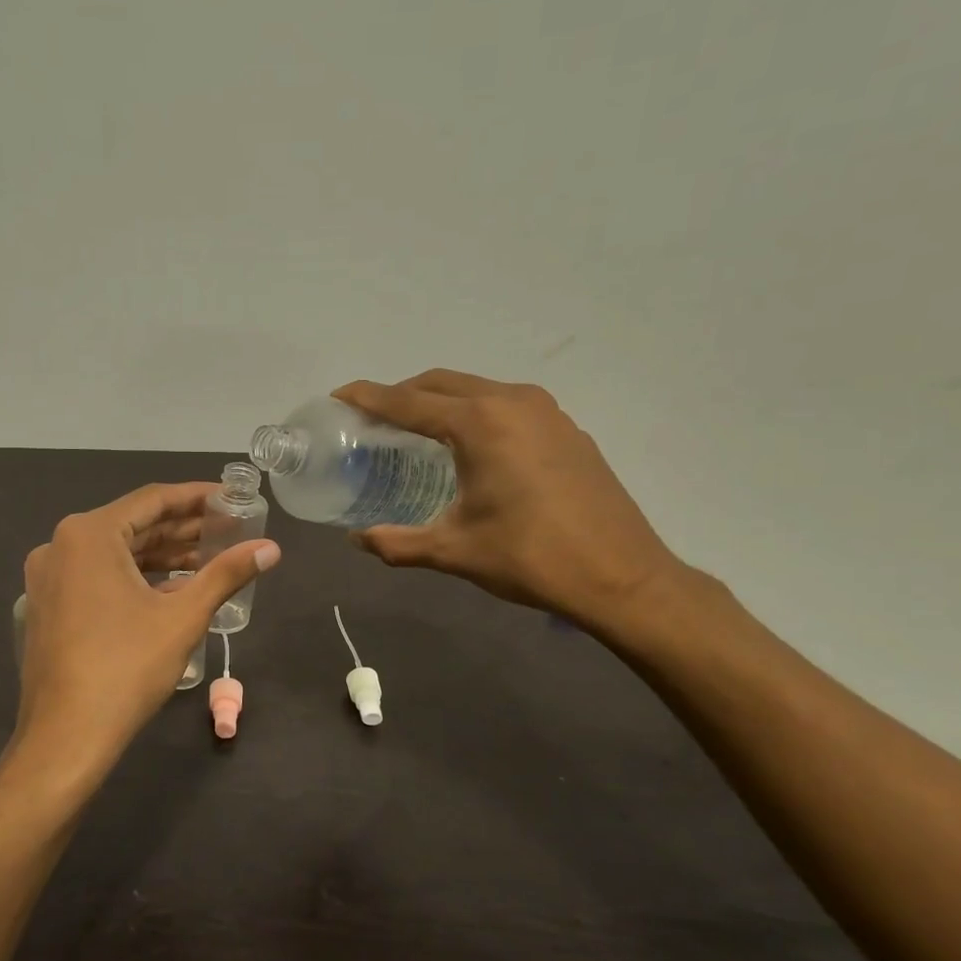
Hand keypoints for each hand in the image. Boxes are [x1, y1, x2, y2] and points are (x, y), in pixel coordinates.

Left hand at [14, 482, 279, 782]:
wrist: (66, 737)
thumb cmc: (126, 668)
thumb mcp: (183, 617)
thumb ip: (227, 573)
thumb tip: (271, 547)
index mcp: (88, 535)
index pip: (152, 500)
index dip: (196, 497)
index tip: (231, 497)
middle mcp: (60, 546)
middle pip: (133, 526)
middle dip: (182, 529)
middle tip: (228, 529)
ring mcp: (49, 578)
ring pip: (115, 554)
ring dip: (162, 555)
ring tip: (209, 559)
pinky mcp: (49, 606)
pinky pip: (98, 577)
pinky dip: (136, 578)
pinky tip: (173, 589)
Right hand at [334, 370, 687, 635]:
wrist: (621, 576)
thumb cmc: (531, 558)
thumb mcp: (454, 551)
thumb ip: (397, 543)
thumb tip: (358, 540)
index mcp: (480, 423)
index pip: (409, 401)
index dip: (369, 398)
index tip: (339, 396)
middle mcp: (512, 402)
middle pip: (442, 383)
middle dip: (403, 394)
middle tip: (372, 417)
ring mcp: (546, 411)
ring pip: (477, 389)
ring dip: (441, 400)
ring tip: (416, 429)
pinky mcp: (566, 429)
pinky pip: (505, 405)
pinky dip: (475, 412)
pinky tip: (470, 446)